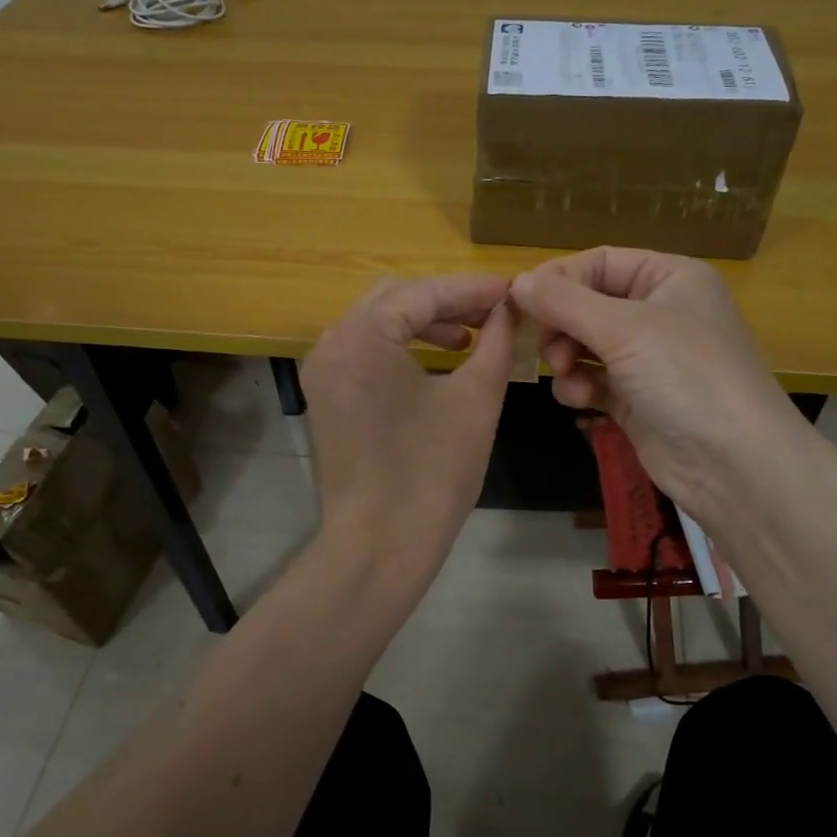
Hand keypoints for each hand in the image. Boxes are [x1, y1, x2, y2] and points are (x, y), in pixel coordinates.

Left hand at [301, 273, 514, 590]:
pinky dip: (403, 346)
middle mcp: (332, 342)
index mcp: (362, 335)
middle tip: (493, 311)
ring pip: (378, 323)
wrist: (380, 546)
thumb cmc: (433, 472)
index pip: (423, 293)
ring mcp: (324, 371)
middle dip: (447, 301)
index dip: (472, 289)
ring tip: (471, 336)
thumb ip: (497, 341)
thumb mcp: (476, 398)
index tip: (513, 290)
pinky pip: (366, 352)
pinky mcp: (327, 396)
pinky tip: (439, 359)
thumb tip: (511, 308)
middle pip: (395, 298)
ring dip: (425, 322)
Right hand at [509, 247, 800, 522]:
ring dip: (567, 358)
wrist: (735, 465)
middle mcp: (660, 311)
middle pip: (588, 303)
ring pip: (586, 343)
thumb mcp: (624, 328)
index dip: (560, 279)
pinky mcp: (638, 398)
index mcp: (670, 278)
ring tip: (566, 375)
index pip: (600, 262)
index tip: (522, 302)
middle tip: (548, 348)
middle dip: (562, 325)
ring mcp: (649, 358)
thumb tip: (516, 281)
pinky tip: (582, 401)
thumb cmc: (686, 376)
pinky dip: (580, 386)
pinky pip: (594, 379)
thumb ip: (564, 302)